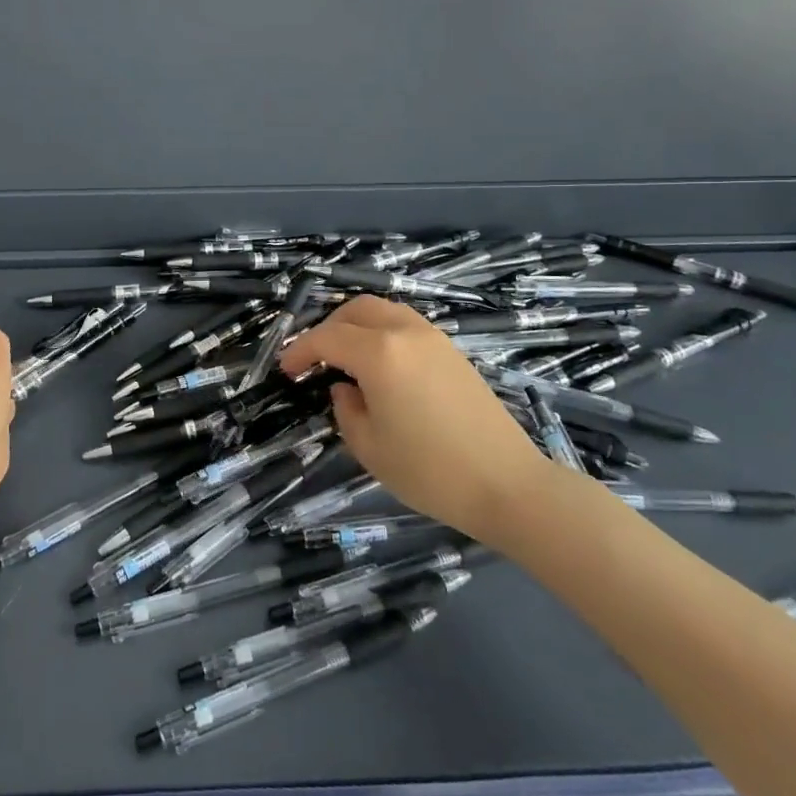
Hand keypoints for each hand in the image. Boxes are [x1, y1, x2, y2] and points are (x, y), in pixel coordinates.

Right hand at [280, 297, 552, 547]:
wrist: (508, 485)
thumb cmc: (430, 471)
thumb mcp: (369, 447)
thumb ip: (346, 410)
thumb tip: (345, 389)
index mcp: (379, 354)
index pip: (327, 338)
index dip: (300, 351)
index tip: (286, 370)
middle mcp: (405, 333)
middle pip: (356, 310)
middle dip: (328, 327)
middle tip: (314, 358)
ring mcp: (434, 338)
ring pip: (383, 311)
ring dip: (356, 325)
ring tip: (345, 358)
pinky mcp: (453, 352)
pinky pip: (406, 325)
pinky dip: (382, 332)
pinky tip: (380, 366)